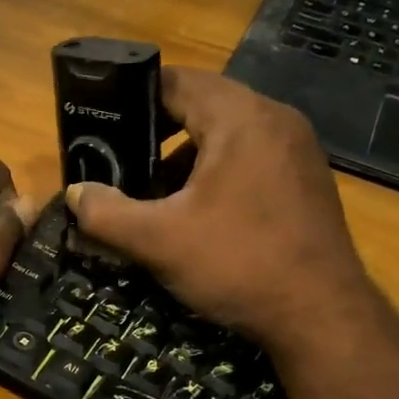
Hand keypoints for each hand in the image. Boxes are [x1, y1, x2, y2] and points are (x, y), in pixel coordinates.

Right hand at [66, 68, 372, 345]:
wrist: (322, 316)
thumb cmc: (238, 264)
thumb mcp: (158, 240)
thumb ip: (106, 212)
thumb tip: (75, 193)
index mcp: (241, 118)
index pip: (176, 81)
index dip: (133, 98)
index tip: (101, 123)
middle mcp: (275, 120)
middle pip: (202, 105)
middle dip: (157, 132)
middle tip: (120, 161)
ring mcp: (298, 150)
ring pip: (227, 134)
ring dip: (186, 156)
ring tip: (153, 193)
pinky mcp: (306, 180)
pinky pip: (251, 158)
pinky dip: (217, 173)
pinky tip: (198, 213)